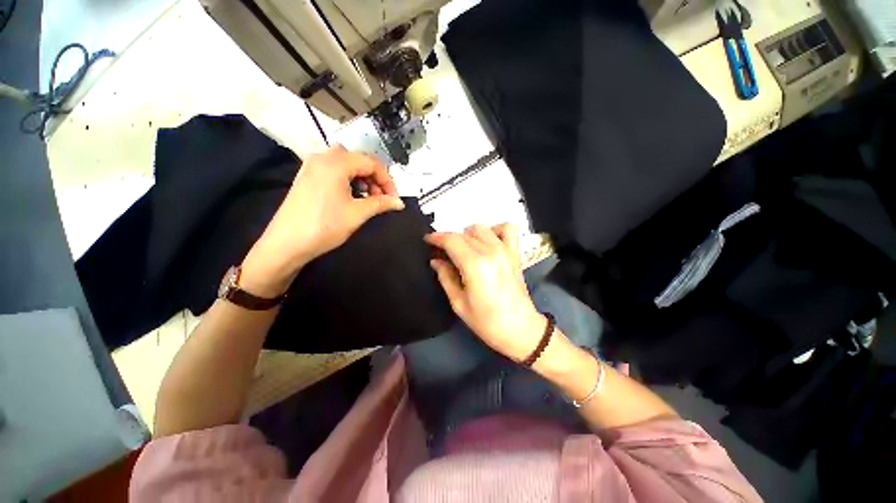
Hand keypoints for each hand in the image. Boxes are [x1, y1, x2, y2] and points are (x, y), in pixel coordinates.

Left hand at [241, 145, 403, 295]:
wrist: (286, 244)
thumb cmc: (324, 226)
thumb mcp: (357, 214)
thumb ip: (381, 203)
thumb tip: (400, 202)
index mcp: (336, 163)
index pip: (372, 163)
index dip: (388, 180)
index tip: (394, 198)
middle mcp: (323, 157)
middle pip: (359, 160)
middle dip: (375, 178)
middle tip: (382, 198)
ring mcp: (312, 166)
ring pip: (346, 163)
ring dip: (362, 178)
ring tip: (368, 198)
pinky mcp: (307, 176)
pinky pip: (333, 169)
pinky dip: (348, 179)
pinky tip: (351, 196)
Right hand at [425, 224, 546, 361]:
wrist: (520, 329)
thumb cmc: (487, 322)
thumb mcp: (459, 303)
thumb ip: (446, 277)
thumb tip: (436, 261)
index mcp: (475, 265)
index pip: (451, 240)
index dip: (436, 237)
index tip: (427, 240)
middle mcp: (490, 252)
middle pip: (464, 234)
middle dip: (449, 239)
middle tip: (442, 252)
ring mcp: (505, 250)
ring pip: (481, 228)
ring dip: (468, 234)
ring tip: (464, 249)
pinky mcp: (515, 253)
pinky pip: (508, 229)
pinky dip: (495, 229)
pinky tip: (488, 241)